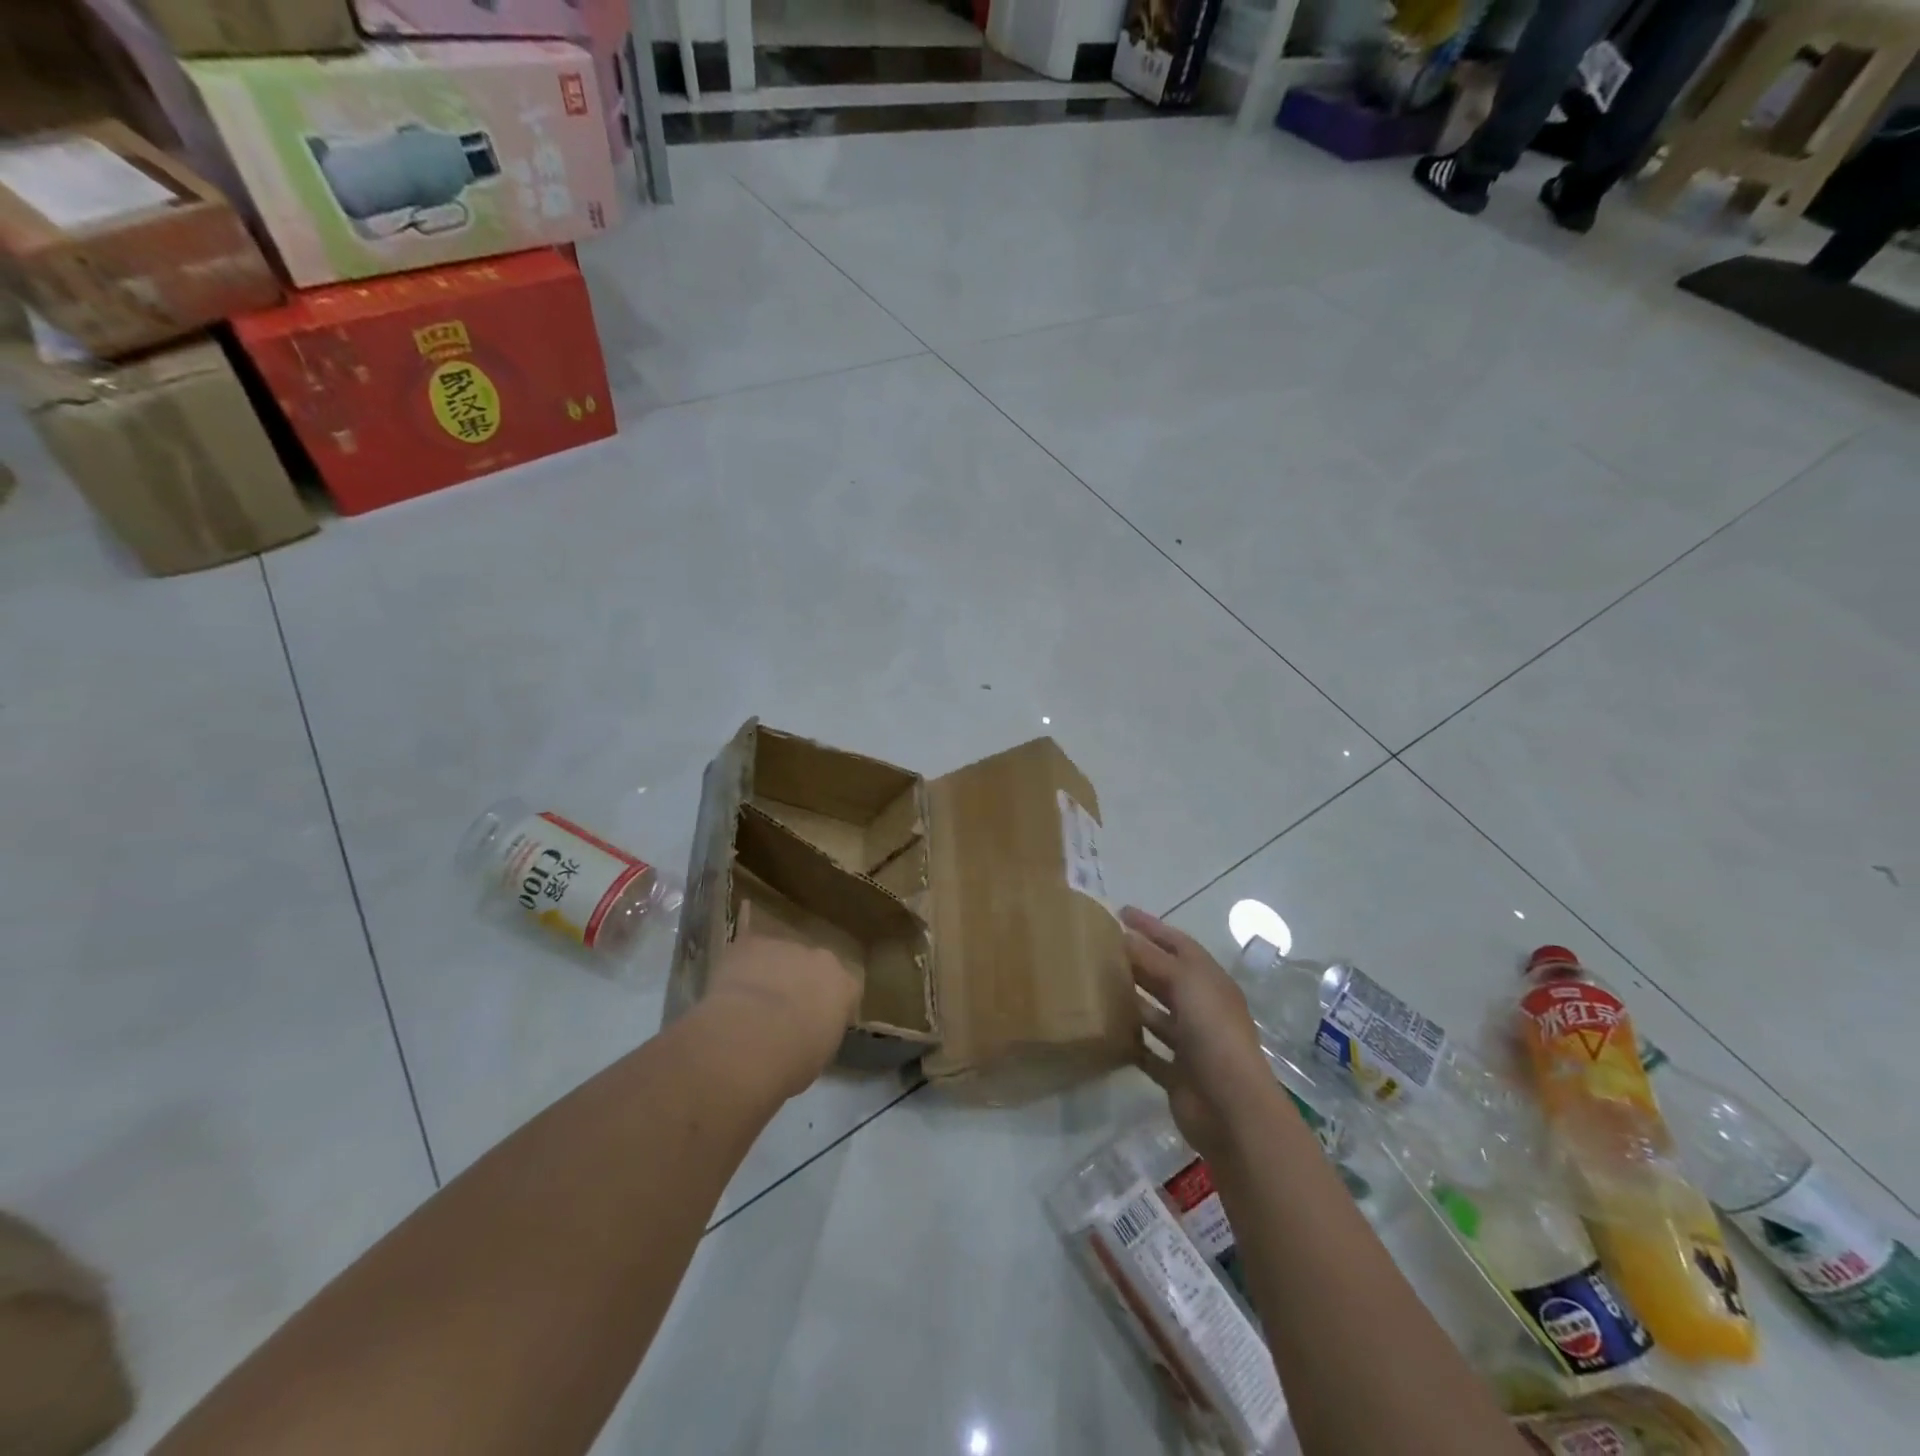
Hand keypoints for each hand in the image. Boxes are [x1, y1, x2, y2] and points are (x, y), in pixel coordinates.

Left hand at [702, 903, 862, 1098]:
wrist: (752, 1038)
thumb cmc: (793, 1060)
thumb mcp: (819, 1054)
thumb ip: (820, 1031)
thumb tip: (808, 1031)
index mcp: (845, 986)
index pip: (846, 989)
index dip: (830, 1004)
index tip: (816, 1023)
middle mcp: (821, 958)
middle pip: (813, 966)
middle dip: (801, 981)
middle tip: (782, 1009)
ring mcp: (786, 946)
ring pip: (780, 956)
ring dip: (771, 971)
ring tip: (750, 999)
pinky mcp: (751, 943)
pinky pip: (748, 946)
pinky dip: (742, 958)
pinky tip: (730, 968)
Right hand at [1124, 907, 1274, 1163]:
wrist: (1231, 1107)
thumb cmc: (1212, 1033)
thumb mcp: (1184, 983)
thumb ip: (1153, 959)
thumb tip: (1123, 935)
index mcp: (1209, 981)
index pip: (1178, 943)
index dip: (1151, 926)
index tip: (1120, 912)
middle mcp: (1202, 1008)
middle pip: (1165, 976)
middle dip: (1137, 960)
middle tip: (1100, 947)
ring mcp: (1190, 1042)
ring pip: (1155, 1013)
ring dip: (1132, 999)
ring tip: (1096, 985)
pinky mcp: (1177, 1073)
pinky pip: (1148, 1051)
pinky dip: (1131, 1041)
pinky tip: (1106, 1032)